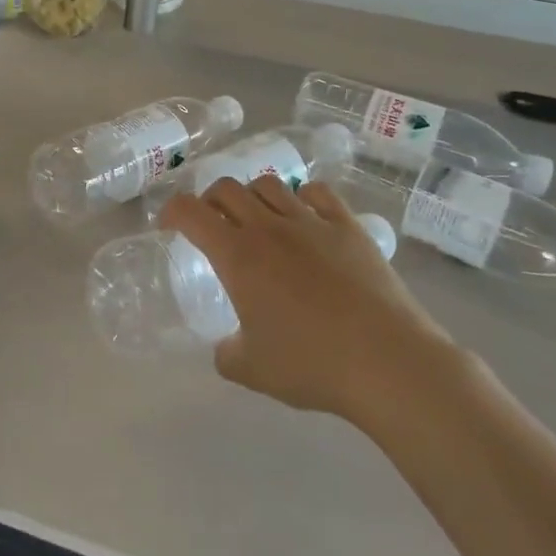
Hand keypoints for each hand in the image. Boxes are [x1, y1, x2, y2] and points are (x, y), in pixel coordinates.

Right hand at [161, 177, 458, 424]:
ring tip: (258, 218)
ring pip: (271, 185)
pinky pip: (319, 193)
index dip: (172, 211)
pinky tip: (305, 216)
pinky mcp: (349, 227)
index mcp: (238, 256)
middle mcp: (269, 227)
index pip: (191, 212)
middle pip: (227, 188)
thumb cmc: (312, 364)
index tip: (168, 224)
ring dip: (253, 195)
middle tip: (212, 223)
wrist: (387, 361)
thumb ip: (227, 353)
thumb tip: (226, 347)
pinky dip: (302, 197)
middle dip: (210, 200)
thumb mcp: (252, 370)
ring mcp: (312, 222)